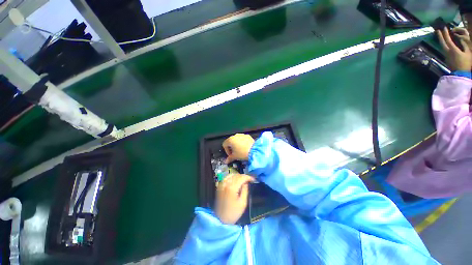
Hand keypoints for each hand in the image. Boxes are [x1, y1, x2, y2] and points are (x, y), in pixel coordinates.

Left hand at [215, 174, 254, 224]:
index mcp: (232, 187)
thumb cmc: (233, 213)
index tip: (253, 179)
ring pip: (231, 175)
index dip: (248, 177)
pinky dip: (232, 177)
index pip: (241, 177)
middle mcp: (226, 183)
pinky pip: (226, 177)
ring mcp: (221, 184)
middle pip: (236, 175)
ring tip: (243, 180)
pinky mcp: (219, 186)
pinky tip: (235, 180)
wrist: (220, 219)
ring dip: (238, 176)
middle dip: (244, 176)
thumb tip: (246, 182)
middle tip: (249, 180)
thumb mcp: (243, 203)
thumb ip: (245, 190)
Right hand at [222, 134, 254, 163]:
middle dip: (231, 147)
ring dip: (237, 144)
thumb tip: (226, 162)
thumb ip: (229, 158)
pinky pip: (242, 139)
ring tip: (240, 150)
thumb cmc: (242, 153)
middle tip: (235, 153)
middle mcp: (235, 135)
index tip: (231, 155)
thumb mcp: (235, 156)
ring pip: (237, 139)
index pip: (224, 144)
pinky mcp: (247, 136)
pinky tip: (245, 147)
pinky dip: (242, 142)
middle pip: (230, 141)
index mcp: (230, 140)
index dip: (226, 151)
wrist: (254, 150)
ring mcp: (242, 135)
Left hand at [437, 27, 471, 70]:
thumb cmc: (466, 63)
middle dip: (439, 36)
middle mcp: (447, 52)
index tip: (443, 28)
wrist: (461, 74)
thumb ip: (464, 45)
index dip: (445, 33)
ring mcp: (446, 56)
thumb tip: (460, 39)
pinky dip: (443, 45)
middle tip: (437, 30)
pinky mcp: (447, 59)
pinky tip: (444, 43)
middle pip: (442, 42)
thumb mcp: (468, 53)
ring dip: (441, 40)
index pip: (447, 39)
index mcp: (452, 50)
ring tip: (439, 35)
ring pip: (442, 46)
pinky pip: (444, 50)